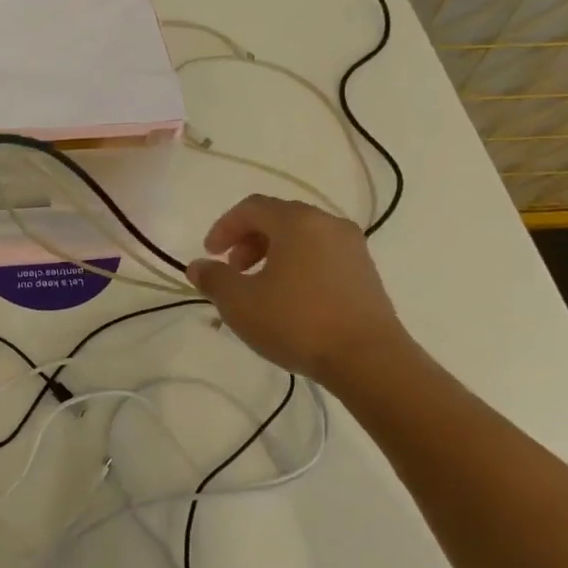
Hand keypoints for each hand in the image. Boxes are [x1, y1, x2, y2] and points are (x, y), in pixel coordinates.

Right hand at [185, 195, 413, 387]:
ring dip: (273, 254)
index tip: (209, 254)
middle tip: (233, 270)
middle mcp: (327, 224)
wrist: (369, 360)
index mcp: (297, 221)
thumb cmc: (297, 322)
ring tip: (259, 288)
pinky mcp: (366, 273)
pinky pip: (322, 256)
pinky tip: (290, 299)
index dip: (224, 227)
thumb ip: (214, 279)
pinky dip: (298, 265)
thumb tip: (198, 266)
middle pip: (279, 219)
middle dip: (248, 240)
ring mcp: (352, 248)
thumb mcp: (240, 303)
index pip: (251, 207)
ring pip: (302, 238)